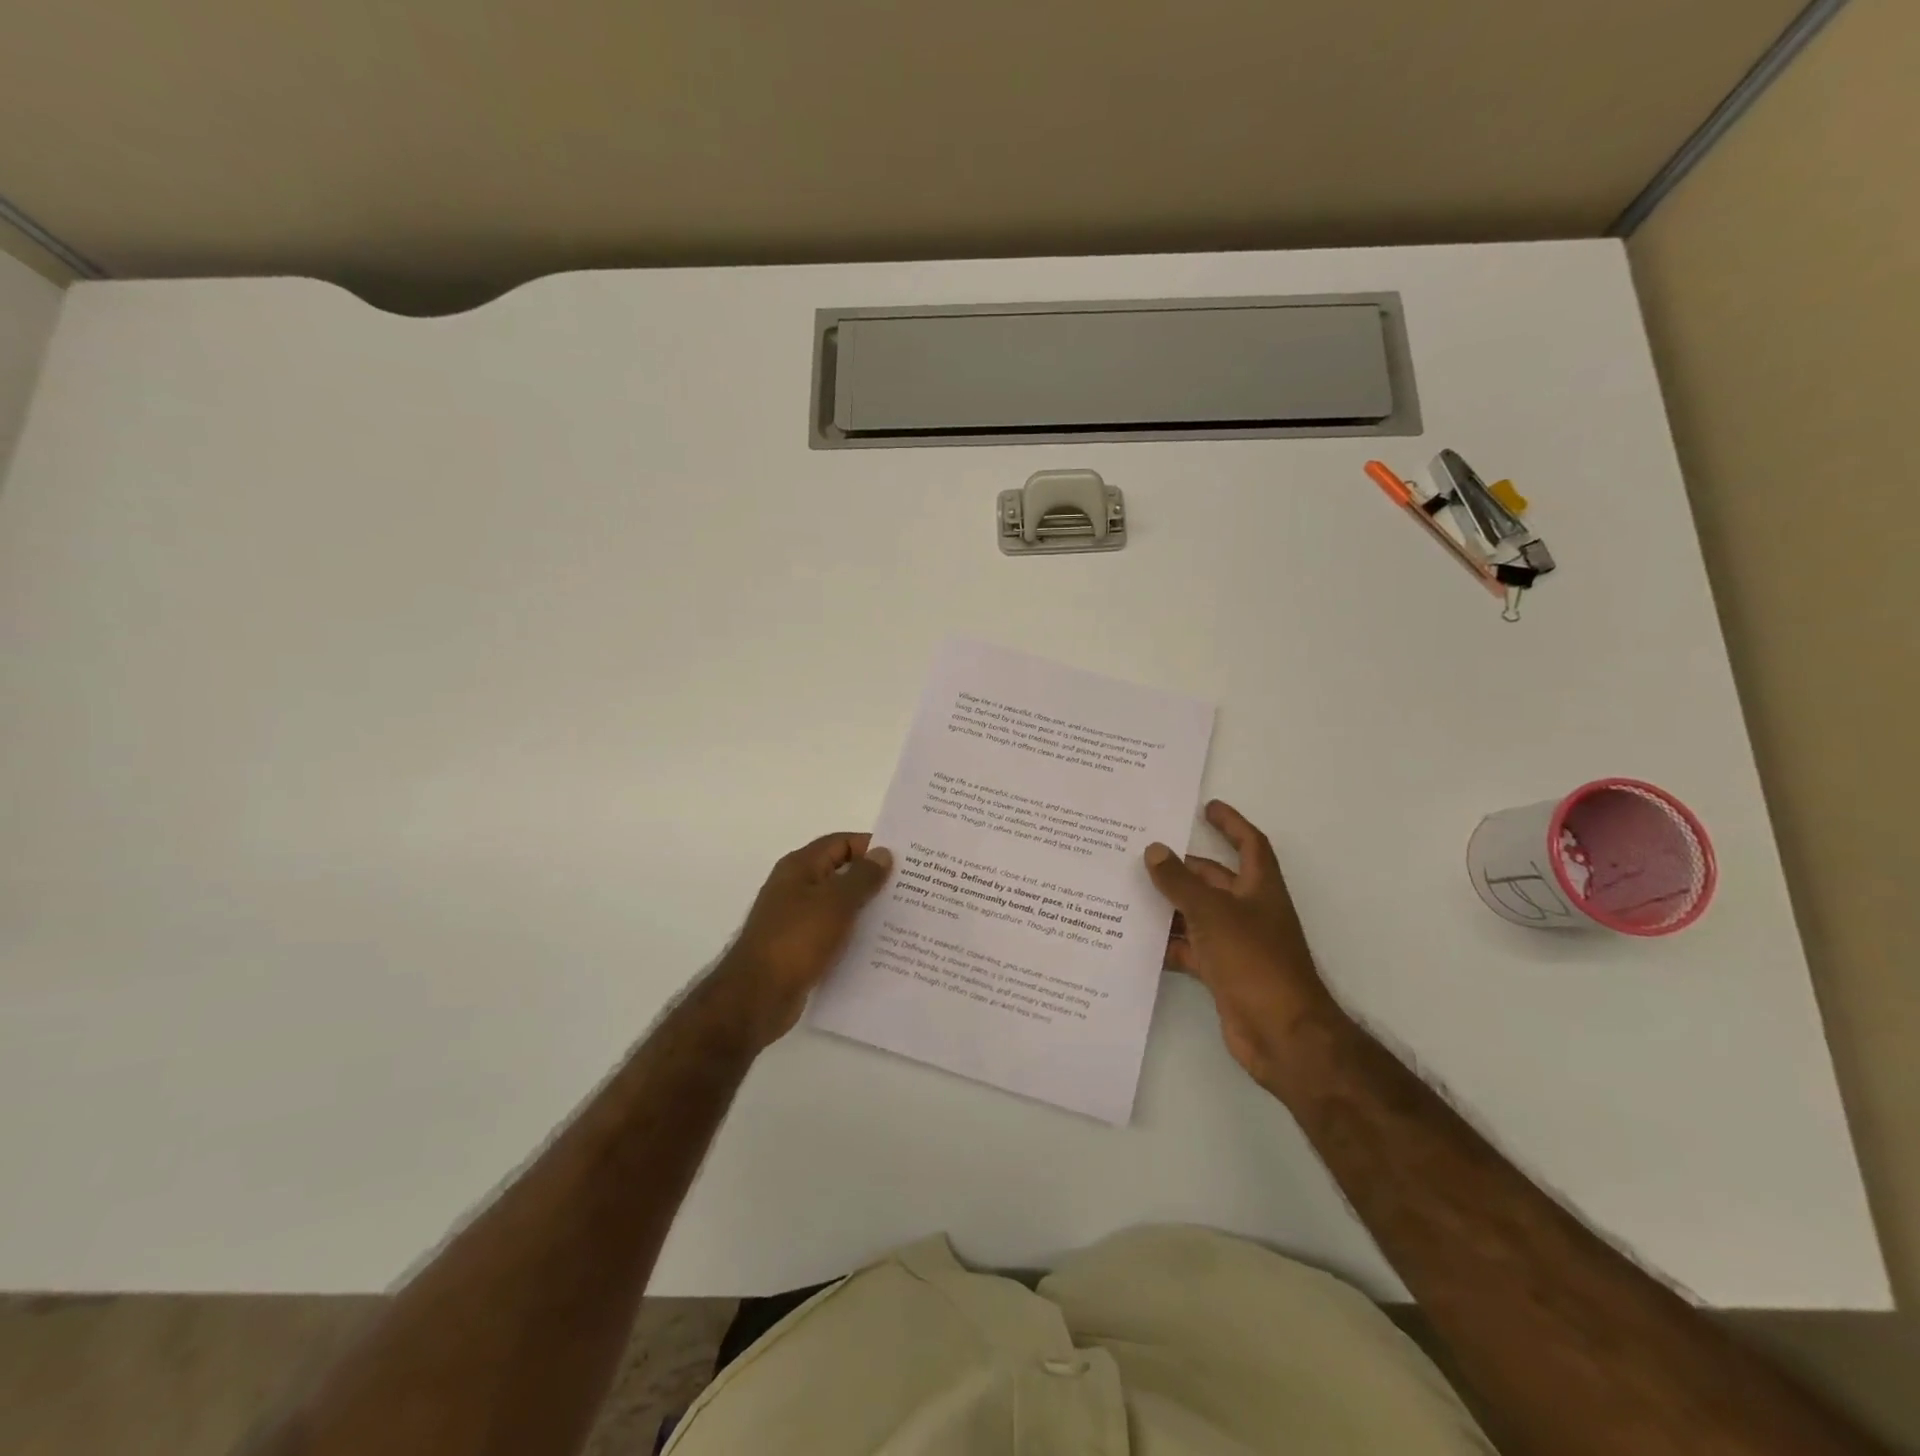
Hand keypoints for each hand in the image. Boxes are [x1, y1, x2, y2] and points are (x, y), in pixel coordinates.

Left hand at [707, 832, 892, 1049]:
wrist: (757, 997)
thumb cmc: (796, 940)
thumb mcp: (835, 903)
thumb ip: (862, 877)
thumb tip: (883, 853)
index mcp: (800, 867)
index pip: (841, 843)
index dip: (871, 847)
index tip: (905, 860)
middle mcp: (796, 888)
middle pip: (841, 873)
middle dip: (874, 879)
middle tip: (912, 889)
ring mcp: (796, 919)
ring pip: (839, 906)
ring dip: (866, 910)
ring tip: (903, 918)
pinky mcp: (800, 948)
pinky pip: (834, 933)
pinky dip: (854, 936)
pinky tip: (879, 948)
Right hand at [1144, 800, 1336, 1087]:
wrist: (1282, 1034)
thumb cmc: (1255, 962)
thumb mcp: (1213, 914)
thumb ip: (1180, 883)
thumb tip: (1155, 850)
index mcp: (1260, 889)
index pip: (1249, 845)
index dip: (1231, 824)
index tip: (1206, 808)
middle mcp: (1250, 912)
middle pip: (1215, 880)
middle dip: (1184, 867)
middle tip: (1144, 854)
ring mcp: (1236, 944)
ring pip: (1198, 915)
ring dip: (1170, 906)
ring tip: (1128, 892)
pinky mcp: (1222, 974)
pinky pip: (1190, 949)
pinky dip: (1168, 944)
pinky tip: (1136, 940)